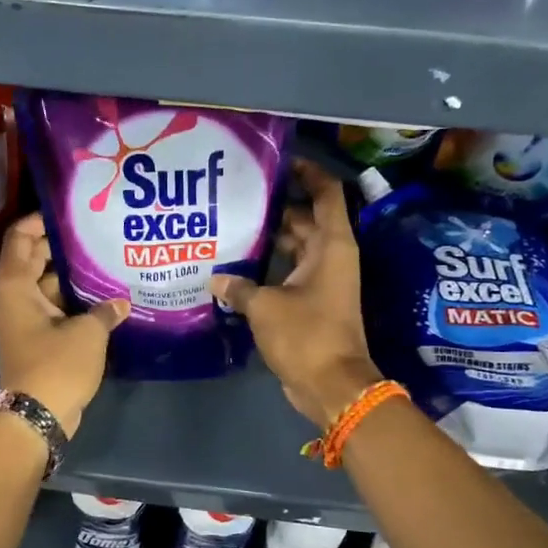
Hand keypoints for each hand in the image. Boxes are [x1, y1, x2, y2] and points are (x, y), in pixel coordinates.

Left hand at [0, 213, 128, 435]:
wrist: (36, 416)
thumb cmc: (56, 365)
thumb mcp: (87, 333)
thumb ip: (105, 310)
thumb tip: (120, 302)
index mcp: (16, 285)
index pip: (22, 237)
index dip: (42, 220)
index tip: (71, 211)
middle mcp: (15, 296)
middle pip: (34, 258)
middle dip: (62, 244)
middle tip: (96, 230)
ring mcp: (26, 318)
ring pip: (47, 283)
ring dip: (72, 273)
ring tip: (106, 256)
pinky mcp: (38, 337)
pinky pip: (55, 306)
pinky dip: (74, 298)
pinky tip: (105, 293)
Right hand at [209, 159, 381, 428]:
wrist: (331, 386)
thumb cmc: (306, 335)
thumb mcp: (265, 306)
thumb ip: (239, 287)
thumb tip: (216, 279)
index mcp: (331, 245)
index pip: (326, 192)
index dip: (308, 171)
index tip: (278, 161)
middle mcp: (330, 256)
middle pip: (304, 217)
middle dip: (275, 205)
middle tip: (238, 194)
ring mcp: (321, 280)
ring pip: (294, 246)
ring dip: (269, 237)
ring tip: (231, 223)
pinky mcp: (310, 302)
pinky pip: (288, 271)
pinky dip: (267, 267)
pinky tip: (235, 265)